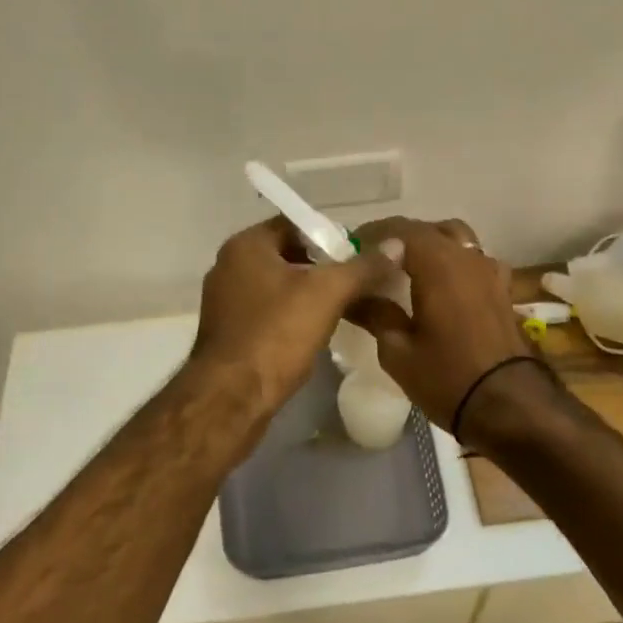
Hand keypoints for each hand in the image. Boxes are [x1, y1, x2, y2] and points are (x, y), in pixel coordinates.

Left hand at [187, 216, 404, 427]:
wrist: (230, 399)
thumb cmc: (276, 334)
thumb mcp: (327, 294)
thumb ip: (362, 267)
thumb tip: (396, 245)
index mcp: (246, 245)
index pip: (295, 223)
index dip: (330, 235)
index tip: (360, 253)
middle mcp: (229, 266)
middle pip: (287, 253)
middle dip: (323, 266)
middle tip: (359, 279)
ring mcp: (226, 301)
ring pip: (278, 285)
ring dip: (309, 292)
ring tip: (347, 305)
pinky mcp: (229, 332)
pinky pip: (268, 311)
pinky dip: (292, 315)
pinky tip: (318, 330)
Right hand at [346, 217, 536, 430]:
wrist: (511, 406)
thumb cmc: (448, 377)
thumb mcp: (398, 351)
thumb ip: (374, 314)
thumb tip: (351, 296)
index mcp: (437, 262)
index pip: (399, 229)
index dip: (372, 234)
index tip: (352, 248)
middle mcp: (465, 256)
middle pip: (428, 230)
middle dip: (400, 238)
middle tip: (375, 259)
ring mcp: (489, 271)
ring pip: (456, 239)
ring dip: (431, 245)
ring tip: (410, 268)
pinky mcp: (502, 290)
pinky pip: (474, 260)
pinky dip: (456, 262)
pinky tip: (445, 286)